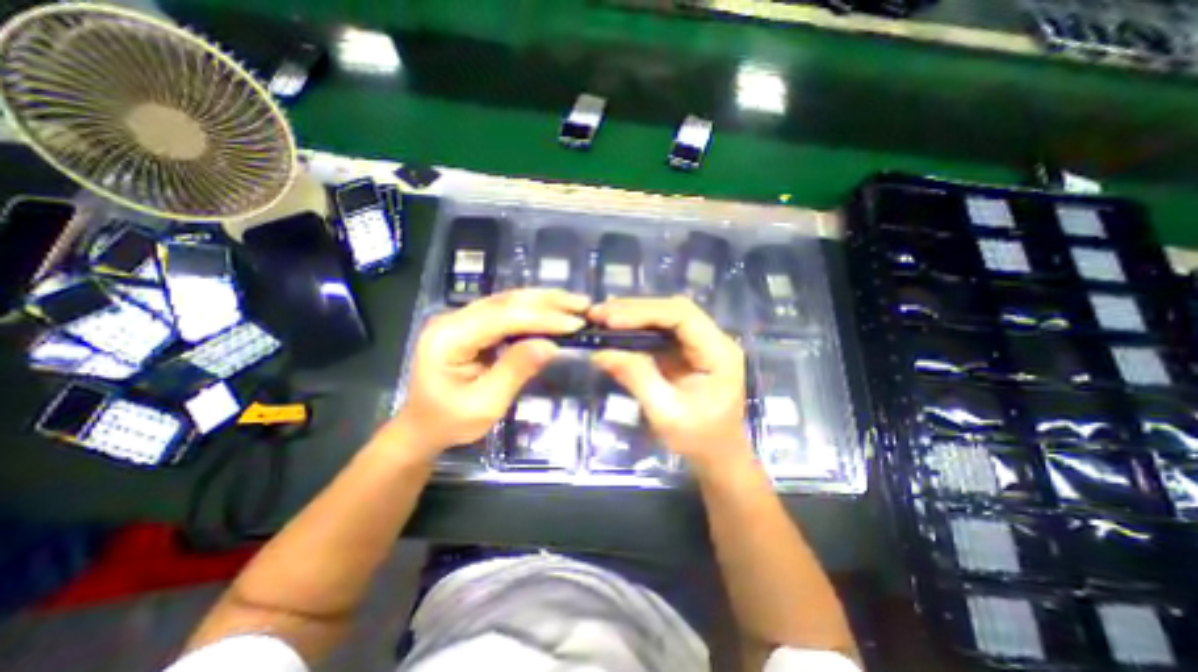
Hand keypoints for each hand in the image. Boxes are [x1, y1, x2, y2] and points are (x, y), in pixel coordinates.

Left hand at [385, 290, 587, 458]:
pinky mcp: (472, 324)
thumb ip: (515, 371)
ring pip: (508, 300)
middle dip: (547, 301)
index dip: (540, 317)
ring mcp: (462, 318)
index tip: (574, 323)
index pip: (501, 317)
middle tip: (582, 304)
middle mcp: (453, 319)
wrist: (423, 426)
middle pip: (505, 301)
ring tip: (575, 303)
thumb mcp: (484, 404)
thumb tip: (550, 345)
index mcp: (448, 337)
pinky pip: (507, 311)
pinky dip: (534, 309)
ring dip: (544, 301)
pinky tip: (554, 310)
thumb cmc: (450, 422)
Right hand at [589, 296, 746, 475]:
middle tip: (599, 314)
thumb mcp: (666, 413)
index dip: (646, 312)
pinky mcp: (686, 351)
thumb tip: (601, 352)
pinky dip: (636, 328)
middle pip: (674, 309)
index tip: (611, 320)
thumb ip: (636, 378)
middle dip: (635, 310)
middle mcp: (713, 340)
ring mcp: (699, 343)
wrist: (717, 456)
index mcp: (719, 353)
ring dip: (634, 315)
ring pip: (666, 316)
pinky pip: (660, 331)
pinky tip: (616, 329)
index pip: (683, 316)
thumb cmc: (698, 439)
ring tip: (602, 318)